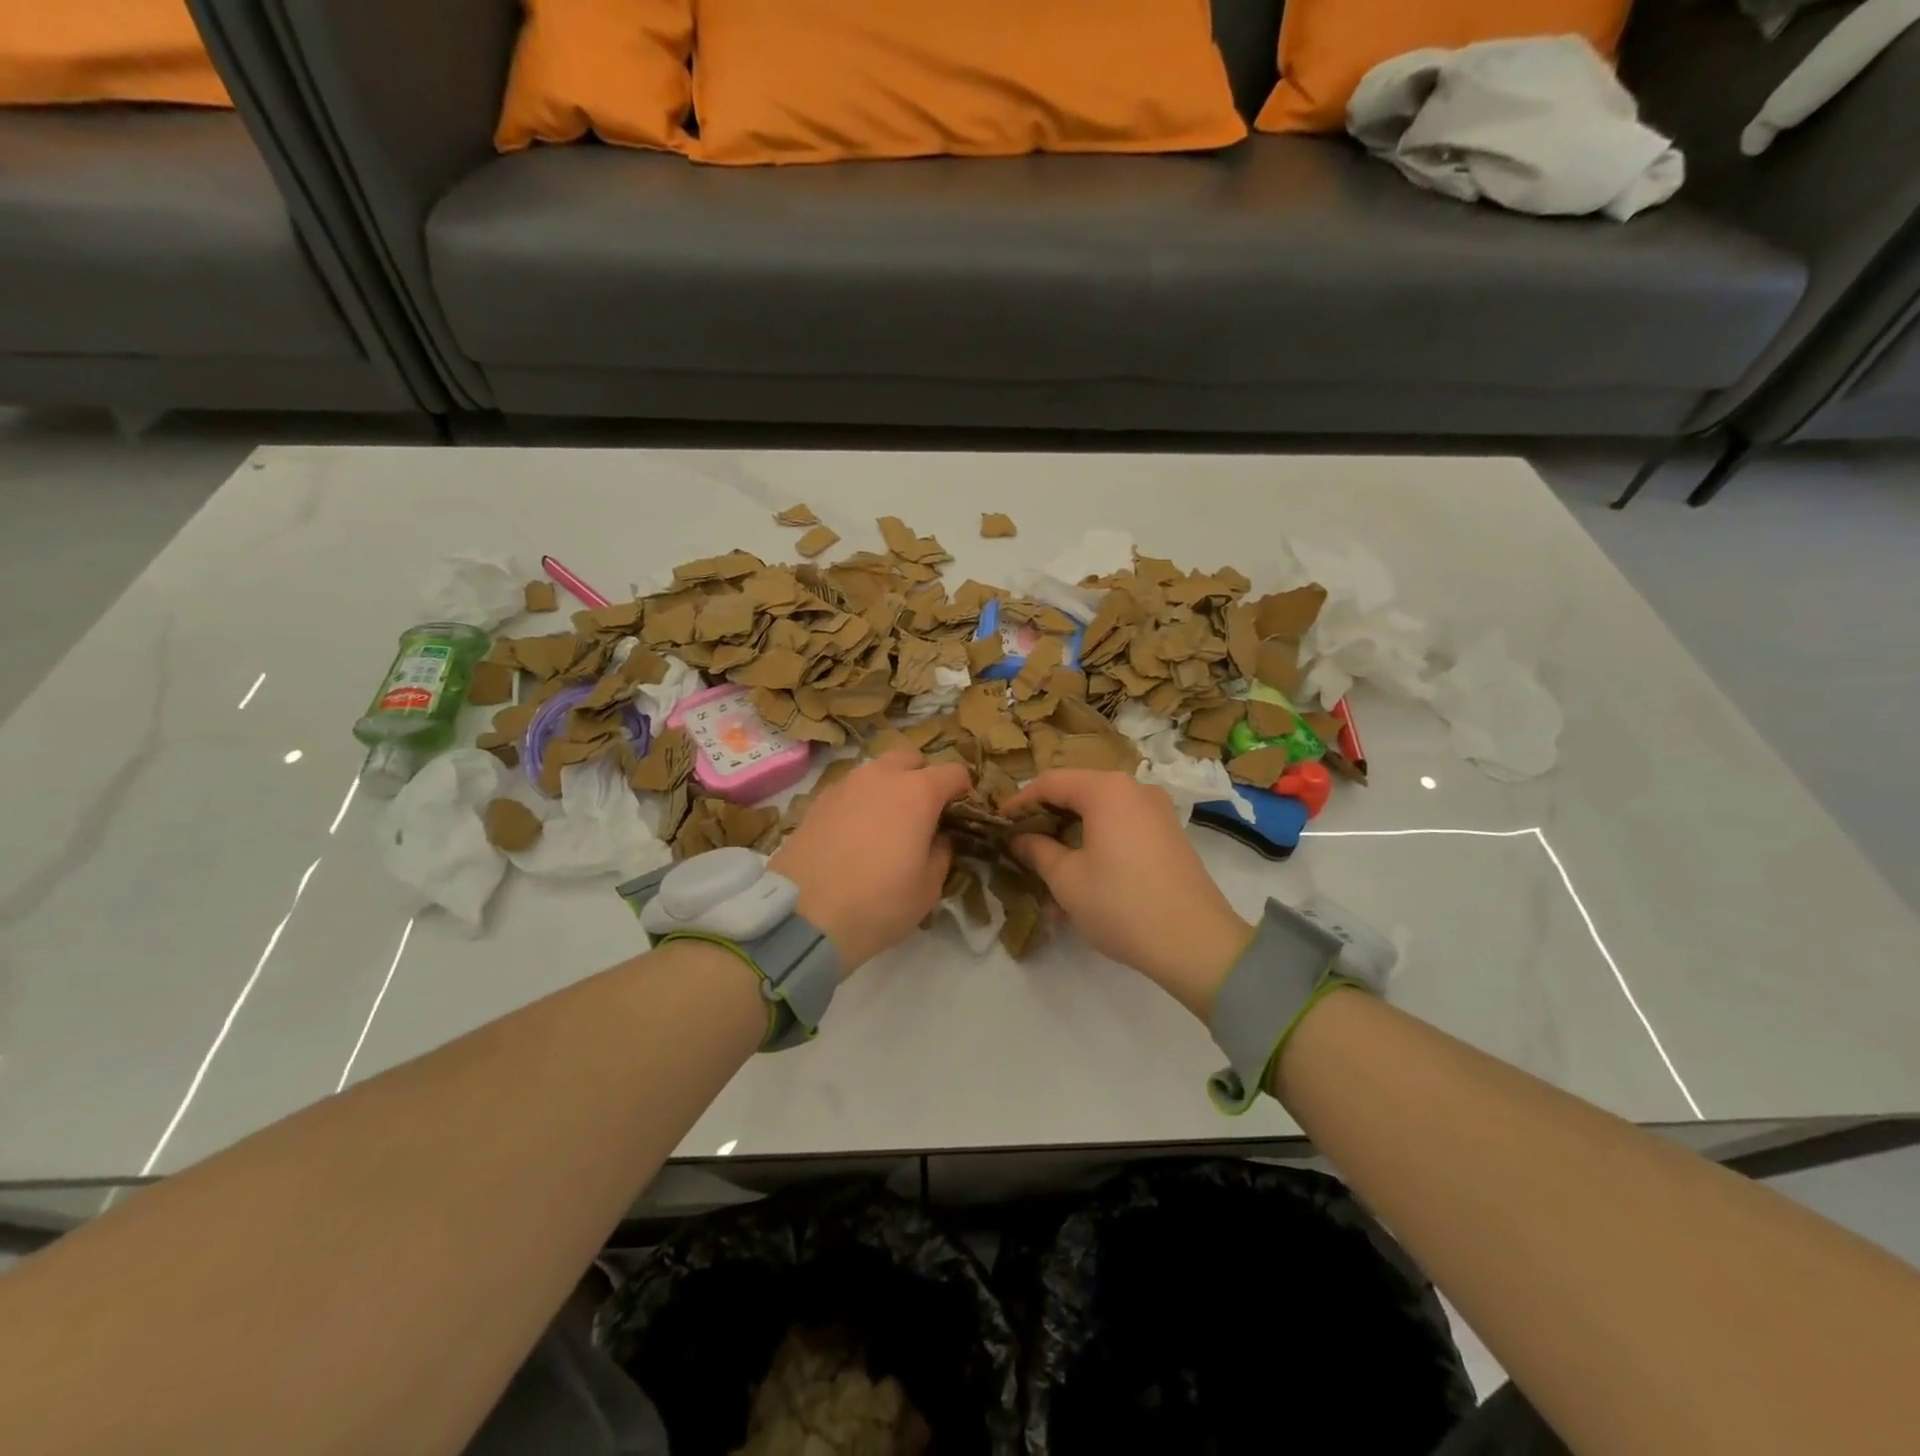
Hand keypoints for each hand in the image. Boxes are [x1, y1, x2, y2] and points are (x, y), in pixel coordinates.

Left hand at [769, 750, 970, 974]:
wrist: (804, 916)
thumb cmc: (878, 903)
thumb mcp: (928, 889)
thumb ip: (941, 854)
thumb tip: (938, 838)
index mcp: (918, 792)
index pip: (953, 772)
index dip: (963, 790)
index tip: (962, 812)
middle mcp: (882, 777)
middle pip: (911, 759)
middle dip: (922, 778)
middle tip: (923, 813)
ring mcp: (845, 784)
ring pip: (876, 771)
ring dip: (888, 786)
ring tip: (886, 822)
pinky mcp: (817, 800)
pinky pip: (850, 789)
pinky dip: (860, 801)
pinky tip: (855, 832)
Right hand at [1004, 770, 1252, 1019]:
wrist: (1195, 943)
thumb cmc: (1120, 903)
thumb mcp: (1066, 879)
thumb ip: (1036, 850)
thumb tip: (1018, 838)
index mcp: (1107, 789)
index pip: (1050, 782)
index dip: (1019, 801)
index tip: (998, 824)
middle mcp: (1134, 789)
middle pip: (1077, 796)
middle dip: (1046, 825)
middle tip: (1020, 850)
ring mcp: (1156, 812)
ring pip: (1099, 818)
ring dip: (1070, 845)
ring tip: (1048, 883)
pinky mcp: (1168, 836)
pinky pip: (1121, 832)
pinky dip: (1097, 851)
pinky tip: (1082, 889)